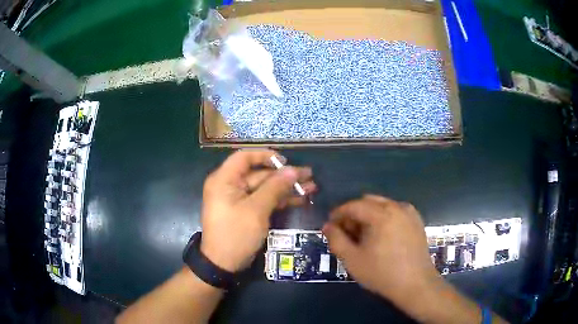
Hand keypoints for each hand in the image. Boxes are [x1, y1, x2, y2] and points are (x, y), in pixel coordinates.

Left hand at [200, 149, 315, 271]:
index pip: (244, 157)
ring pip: (265, 188)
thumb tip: (293, 170)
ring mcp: (238, 200)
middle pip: (259, 174)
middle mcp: (230, 186)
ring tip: (311, 188)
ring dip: (286, 188)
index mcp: (224, 180)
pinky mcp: (246, 211)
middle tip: (309, 176)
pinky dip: (280, 200)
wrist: (223, 264)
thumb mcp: (256, 210)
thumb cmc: (236, 234)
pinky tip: (300, 200)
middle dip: (284, 176)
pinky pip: (264, 200)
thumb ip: (275, 188)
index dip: (266, 156)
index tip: (286, 162)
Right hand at [323, 195, 438, 308]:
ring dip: (369, 215)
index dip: (339, 213)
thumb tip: (327, 226)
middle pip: (368, 202)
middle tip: (347, 232)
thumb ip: (336, 240)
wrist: (416, 284)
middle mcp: (397, 207)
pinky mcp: (417, 221)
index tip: (331, 226)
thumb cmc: (382, 273)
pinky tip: (382, 236)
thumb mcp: (352, 260)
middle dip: (354, 213)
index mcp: (381, 214)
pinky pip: (395, 211)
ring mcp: (410, 213)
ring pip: (382, 206)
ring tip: (364, 236)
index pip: (354, 205)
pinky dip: (383, 218)